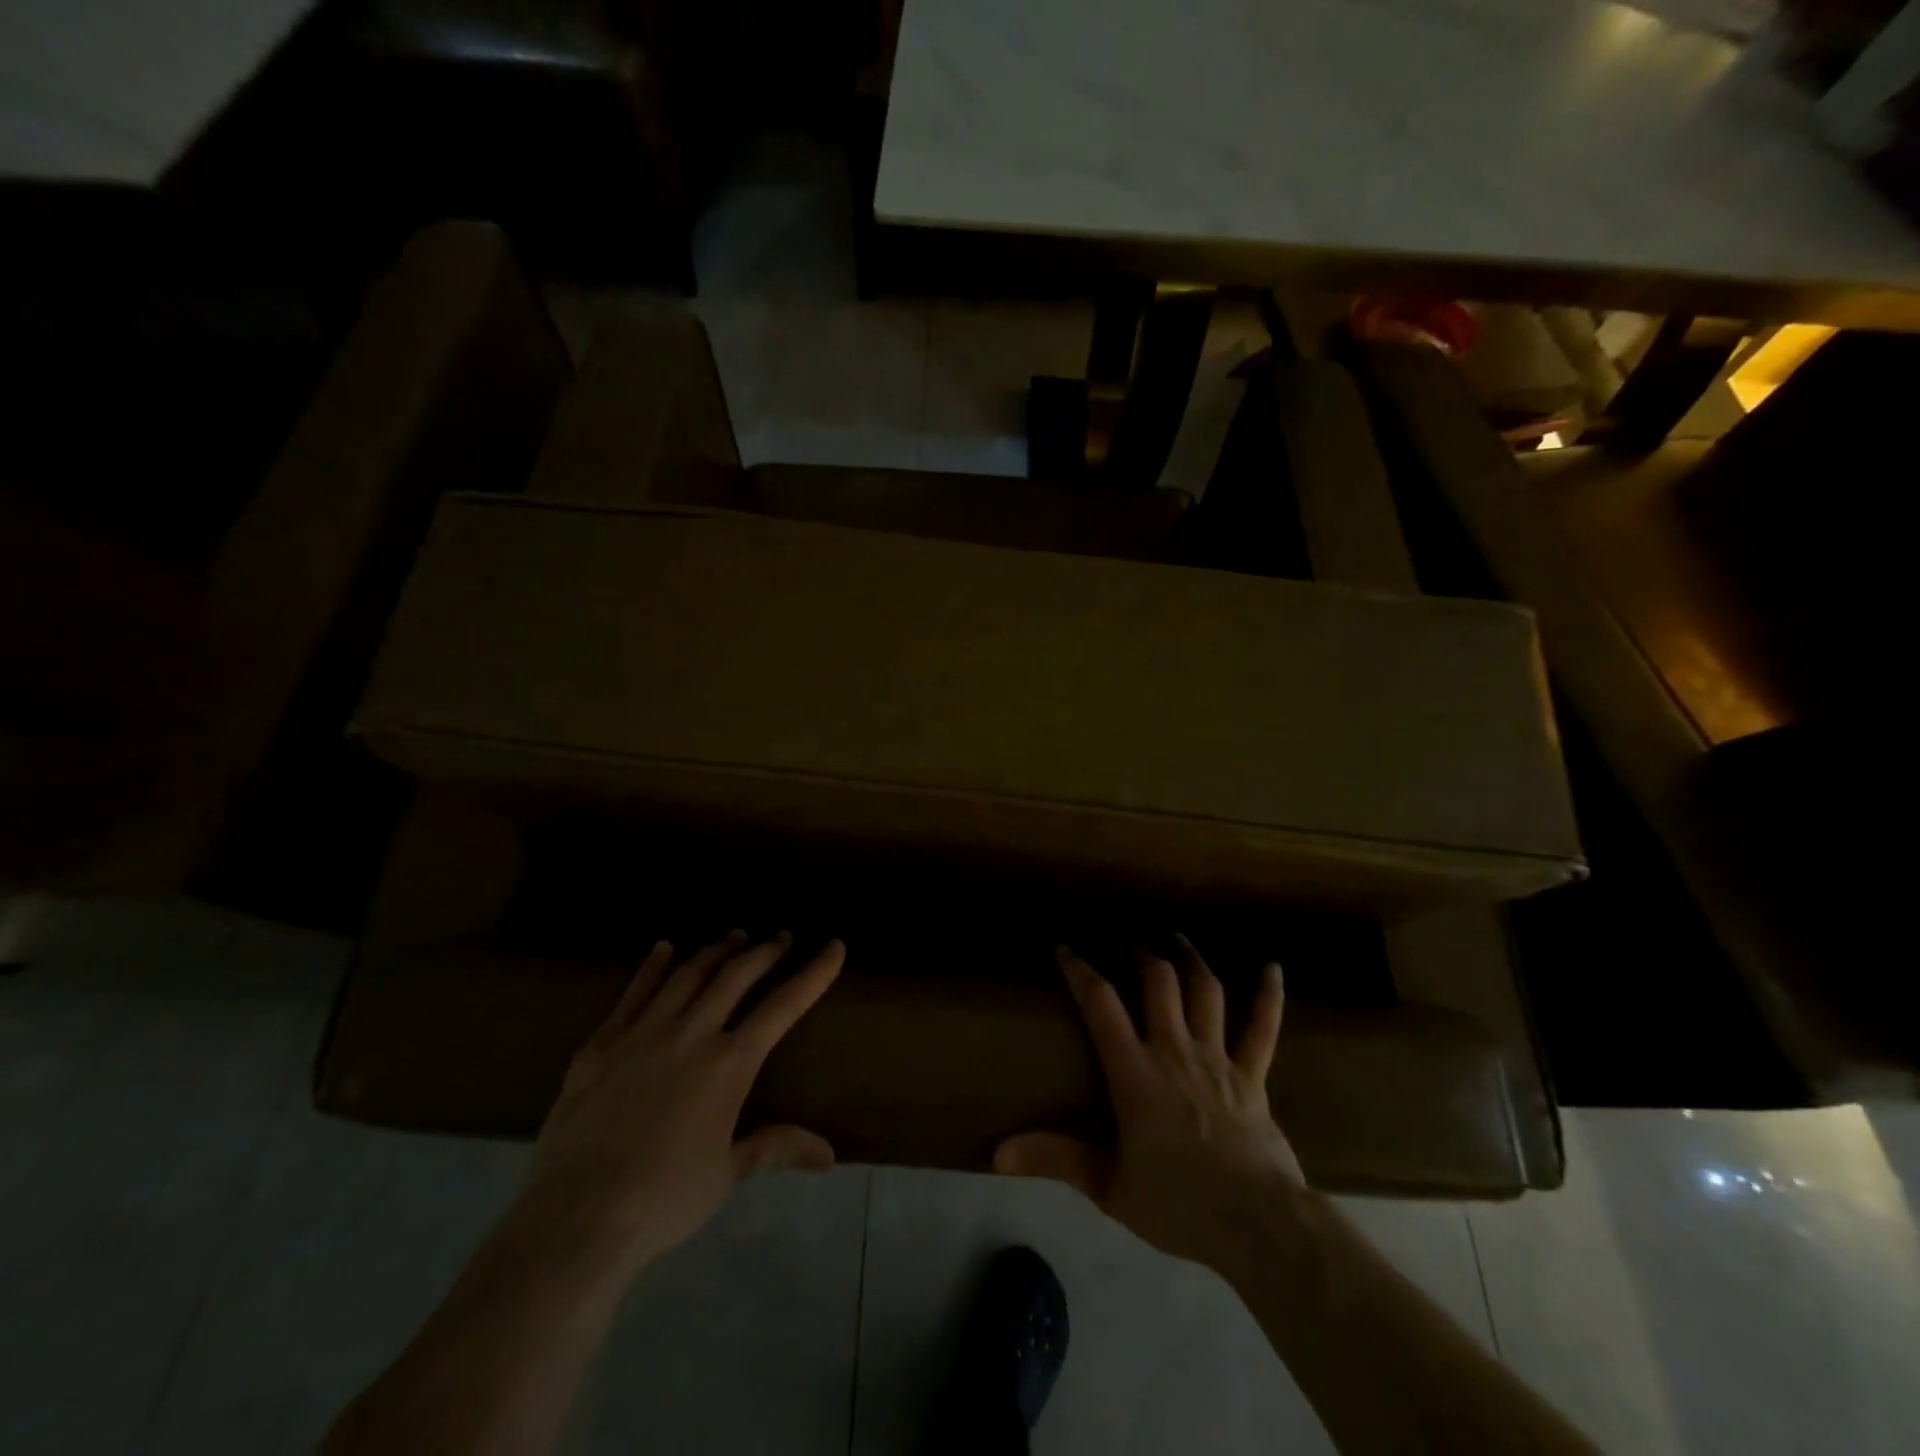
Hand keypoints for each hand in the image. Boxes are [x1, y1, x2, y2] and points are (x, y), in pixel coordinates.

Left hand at [515, 931, 844, 1272]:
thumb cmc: (663, 1200)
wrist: (574, 1219)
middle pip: (736, 975)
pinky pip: (634, 992)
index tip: (834, 946)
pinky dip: (653, 966)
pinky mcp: (601, 1044)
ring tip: (735, 936)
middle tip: (783, 937)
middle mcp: (691, 1034)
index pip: (784, 1006)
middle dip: (766, 951)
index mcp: (729, 1064)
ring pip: (688, 974)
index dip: (814, 973)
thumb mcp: (727, 1174)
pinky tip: (664, 948)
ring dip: (717, 950)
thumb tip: (829, 1154)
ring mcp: (642, 1033)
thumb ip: (776, 1146)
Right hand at [995, 937, 1303, 1267]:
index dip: (1081, 971)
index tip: (1066, 949)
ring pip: (1206, 992)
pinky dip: (1268, 996)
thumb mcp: (1109, 1186)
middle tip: (1129, 943)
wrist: (1257, 1225)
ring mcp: (1218, 1058)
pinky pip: (1263, 1028)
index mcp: (1136, 1072)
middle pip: (1158, 983)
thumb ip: (1056, 1159)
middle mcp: (1175, 1050)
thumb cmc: (1179, 1204)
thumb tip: (999, 1153)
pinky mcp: (1253, 1075)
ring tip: (1177, 938)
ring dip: (1191, 959)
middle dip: (1141, 955)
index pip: (1101, 1005)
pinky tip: (1272, 968)